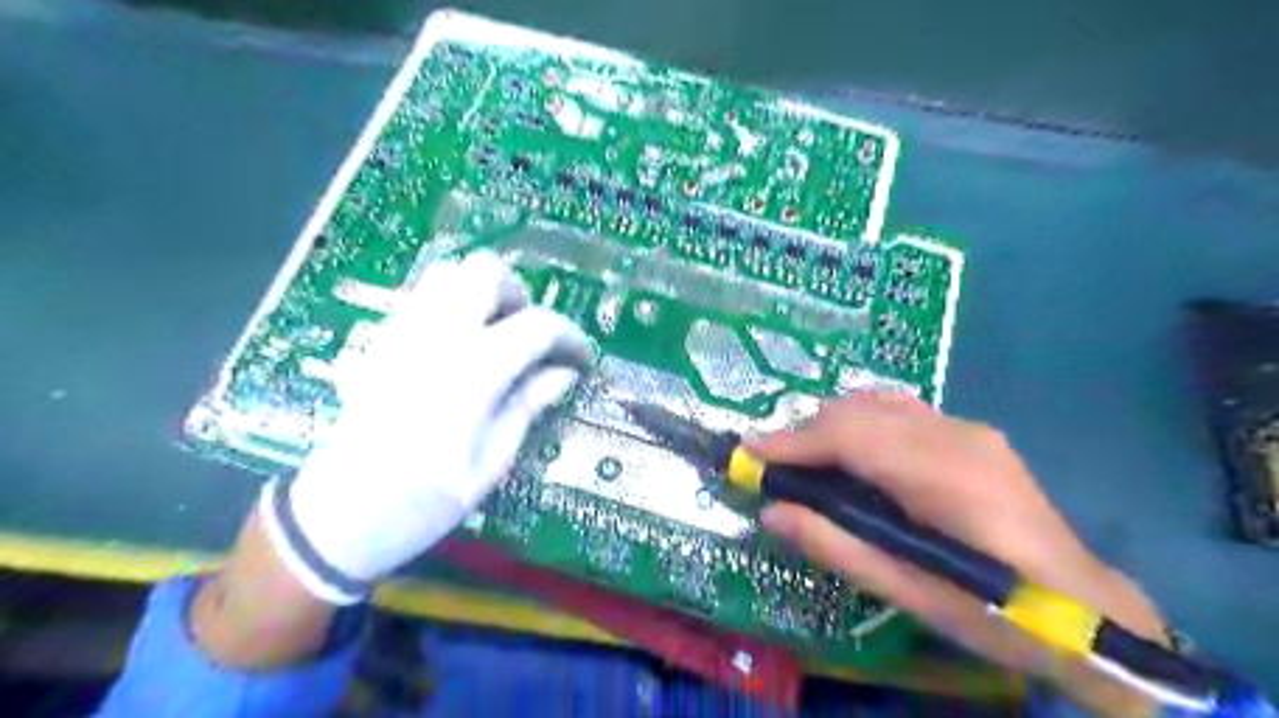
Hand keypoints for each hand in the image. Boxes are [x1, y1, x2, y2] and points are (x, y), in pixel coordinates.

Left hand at [264, 251, 593, 604]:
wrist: (338, 517)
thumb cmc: (423, 500)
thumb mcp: (492, 462)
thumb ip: (528, 406)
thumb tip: (563, 374)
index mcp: (472, 371)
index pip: (536, 325)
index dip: (568, 336)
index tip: (580, 357)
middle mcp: (436, 338)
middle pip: (486, 274)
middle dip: (520, 296)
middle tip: (532, 336)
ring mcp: (401, 333)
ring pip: (449, 274)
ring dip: (484, 293)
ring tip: (499, 334)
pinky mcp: (381, 342)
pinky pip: (423, 298)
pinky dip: (454, 304)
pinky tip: (463, 345)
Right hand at [753, 391, 1165, 716]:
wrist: (1086, 609)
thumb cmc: (994, 612)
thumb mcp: (907, 592)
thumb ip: (835, 545)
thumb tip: (772, 512)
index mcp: (944, 476)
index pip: (851, 436)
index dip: (794, 440)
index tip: (749, 451)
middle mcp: (955, 435)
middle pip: (859, 411)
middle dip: (806, 431)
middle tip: (773, 465)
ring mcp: (967, 428)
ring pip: (877, 403)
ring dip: (832, 424)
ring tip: (806, 460)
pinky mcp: (972, 433)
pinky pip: (900, 412)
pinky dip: (861, 424)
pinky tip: (853, 455)